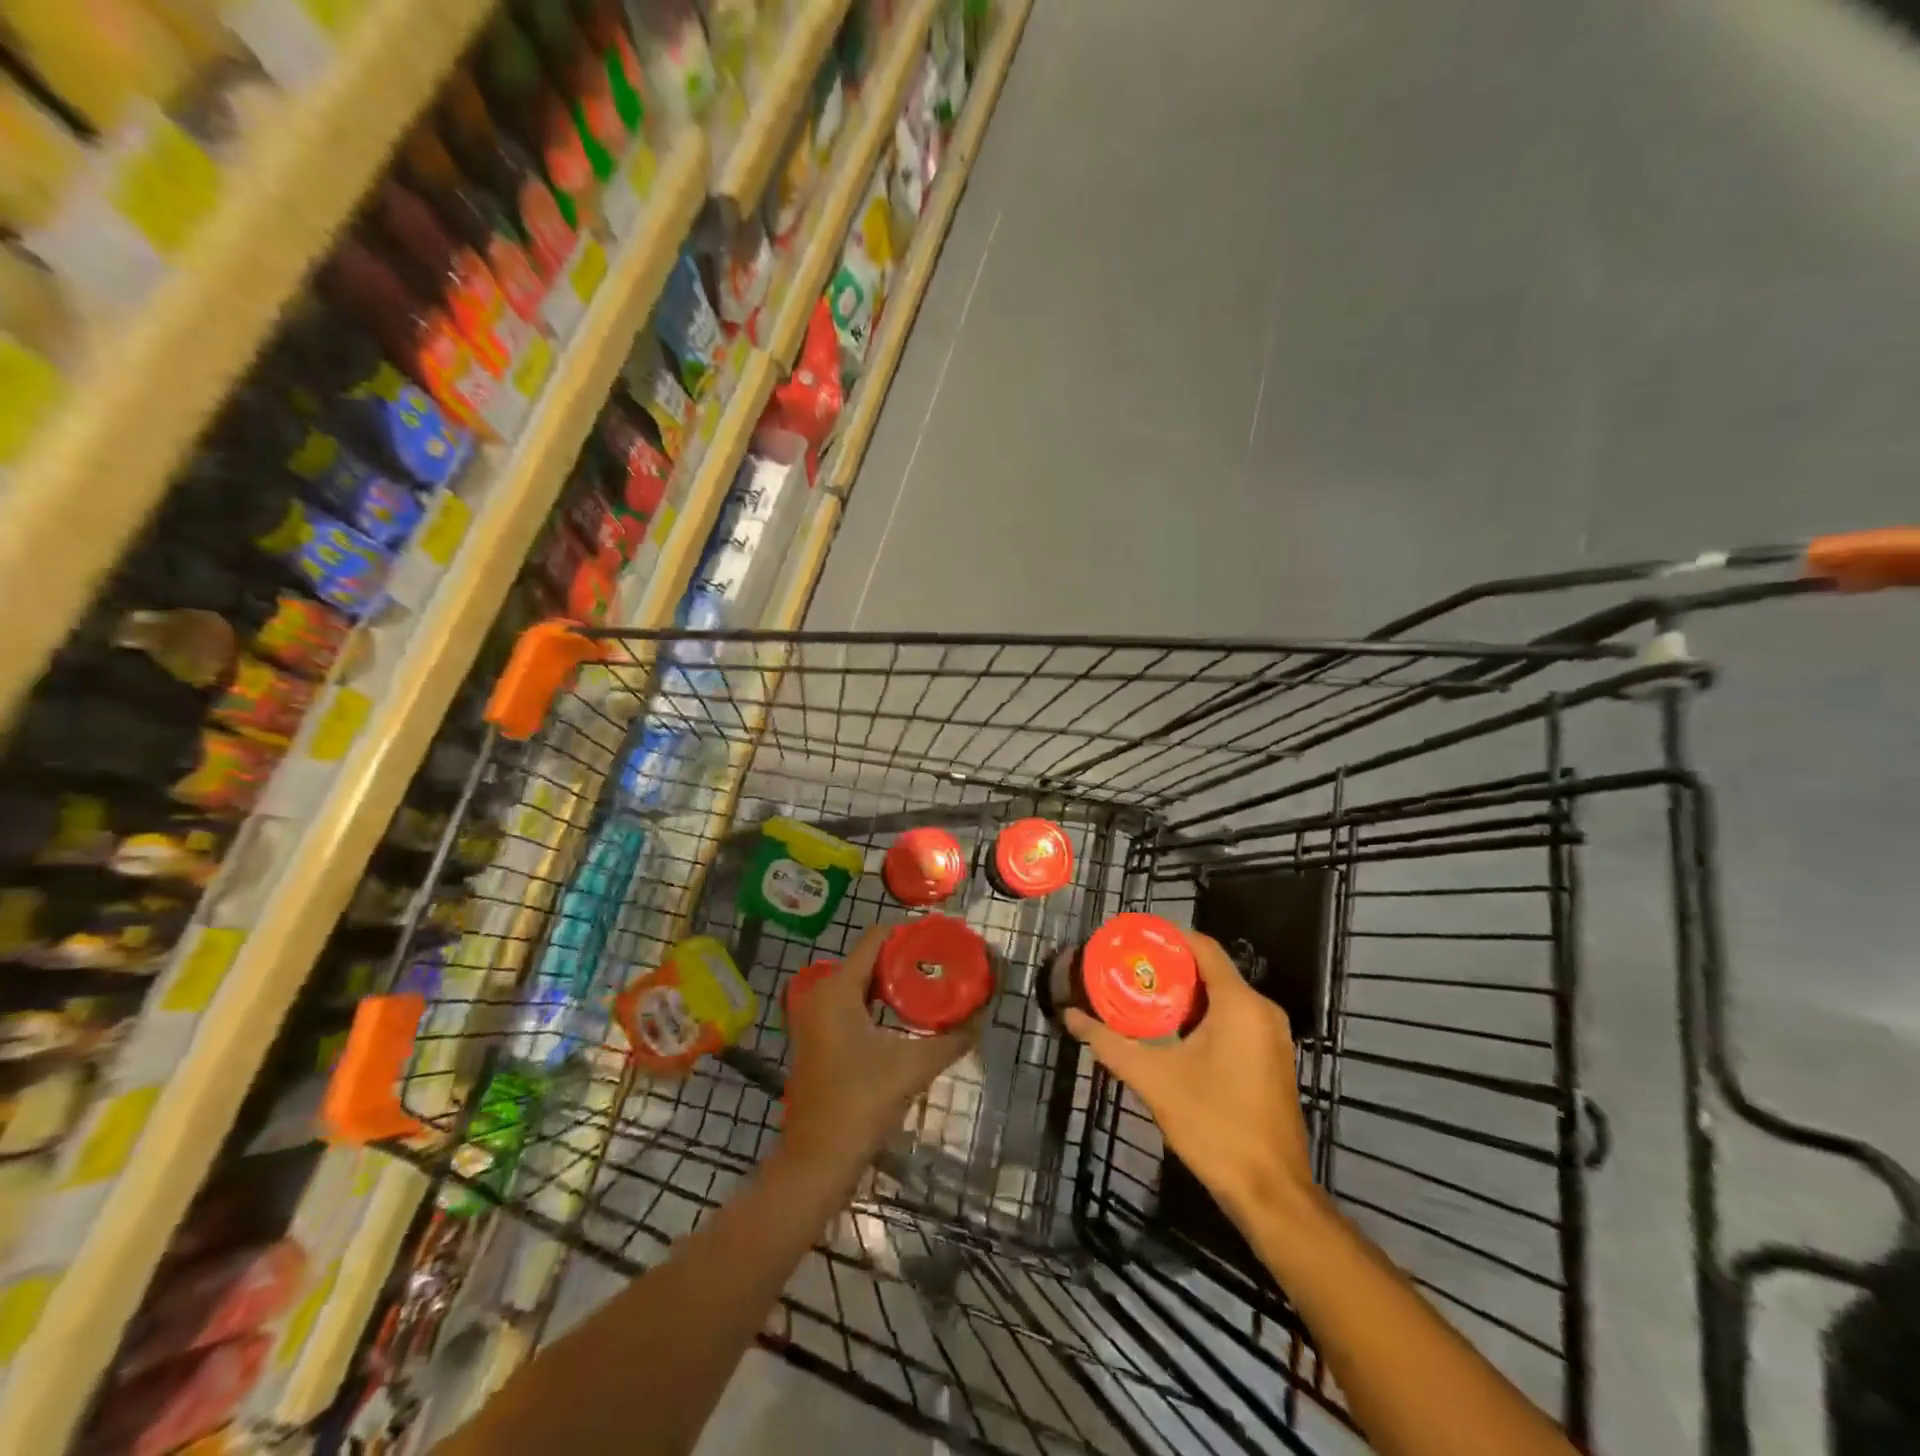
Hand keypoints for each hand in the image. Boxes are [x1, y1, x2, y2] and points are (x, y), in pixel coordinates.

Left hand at [782, 925, 976, 1167]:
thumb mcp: (912, 1067)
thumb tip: (981, 1020)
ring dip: (892, 982)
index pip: (875, 939)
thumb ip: (950, 1040)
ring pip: (859, 983)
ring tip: (931, 982)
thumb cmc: (861, 1103)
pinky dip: (877, 1002)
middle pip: (867, 959)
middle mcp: (820, 995)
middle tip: (942, 960)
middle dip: (904, 958)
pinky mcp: (817, 1039)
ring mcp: (815, 1018)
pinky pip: (851, 1004)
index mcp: (837, 989)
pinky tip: (906, 1014)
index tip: (941, 935)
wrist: (817, 1161)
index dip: (908, 932)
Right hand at [1065, 929, 1314, 1224]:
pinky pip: (1235, 1020)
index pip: (1202, 947)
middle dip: (1169, 970)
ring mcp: (1272, 1037)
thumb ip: (1111, 1043)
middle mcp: (1262, 1011)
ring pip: (1223, 998)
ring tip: (1142, 999)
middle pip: (1212, 971)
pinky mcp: (1272, 1060)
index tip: (1132, 940)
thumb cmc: (1214, 1124)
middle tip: (1129, 972)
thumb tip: (1071, 1017)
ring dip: (1185, 996)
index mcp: (1240, 1004)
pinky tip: (1172, 1034)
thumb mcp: (1154, 1080)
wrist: (1270, 1192)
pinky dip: (1204, 1017)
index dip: (1167, 937)